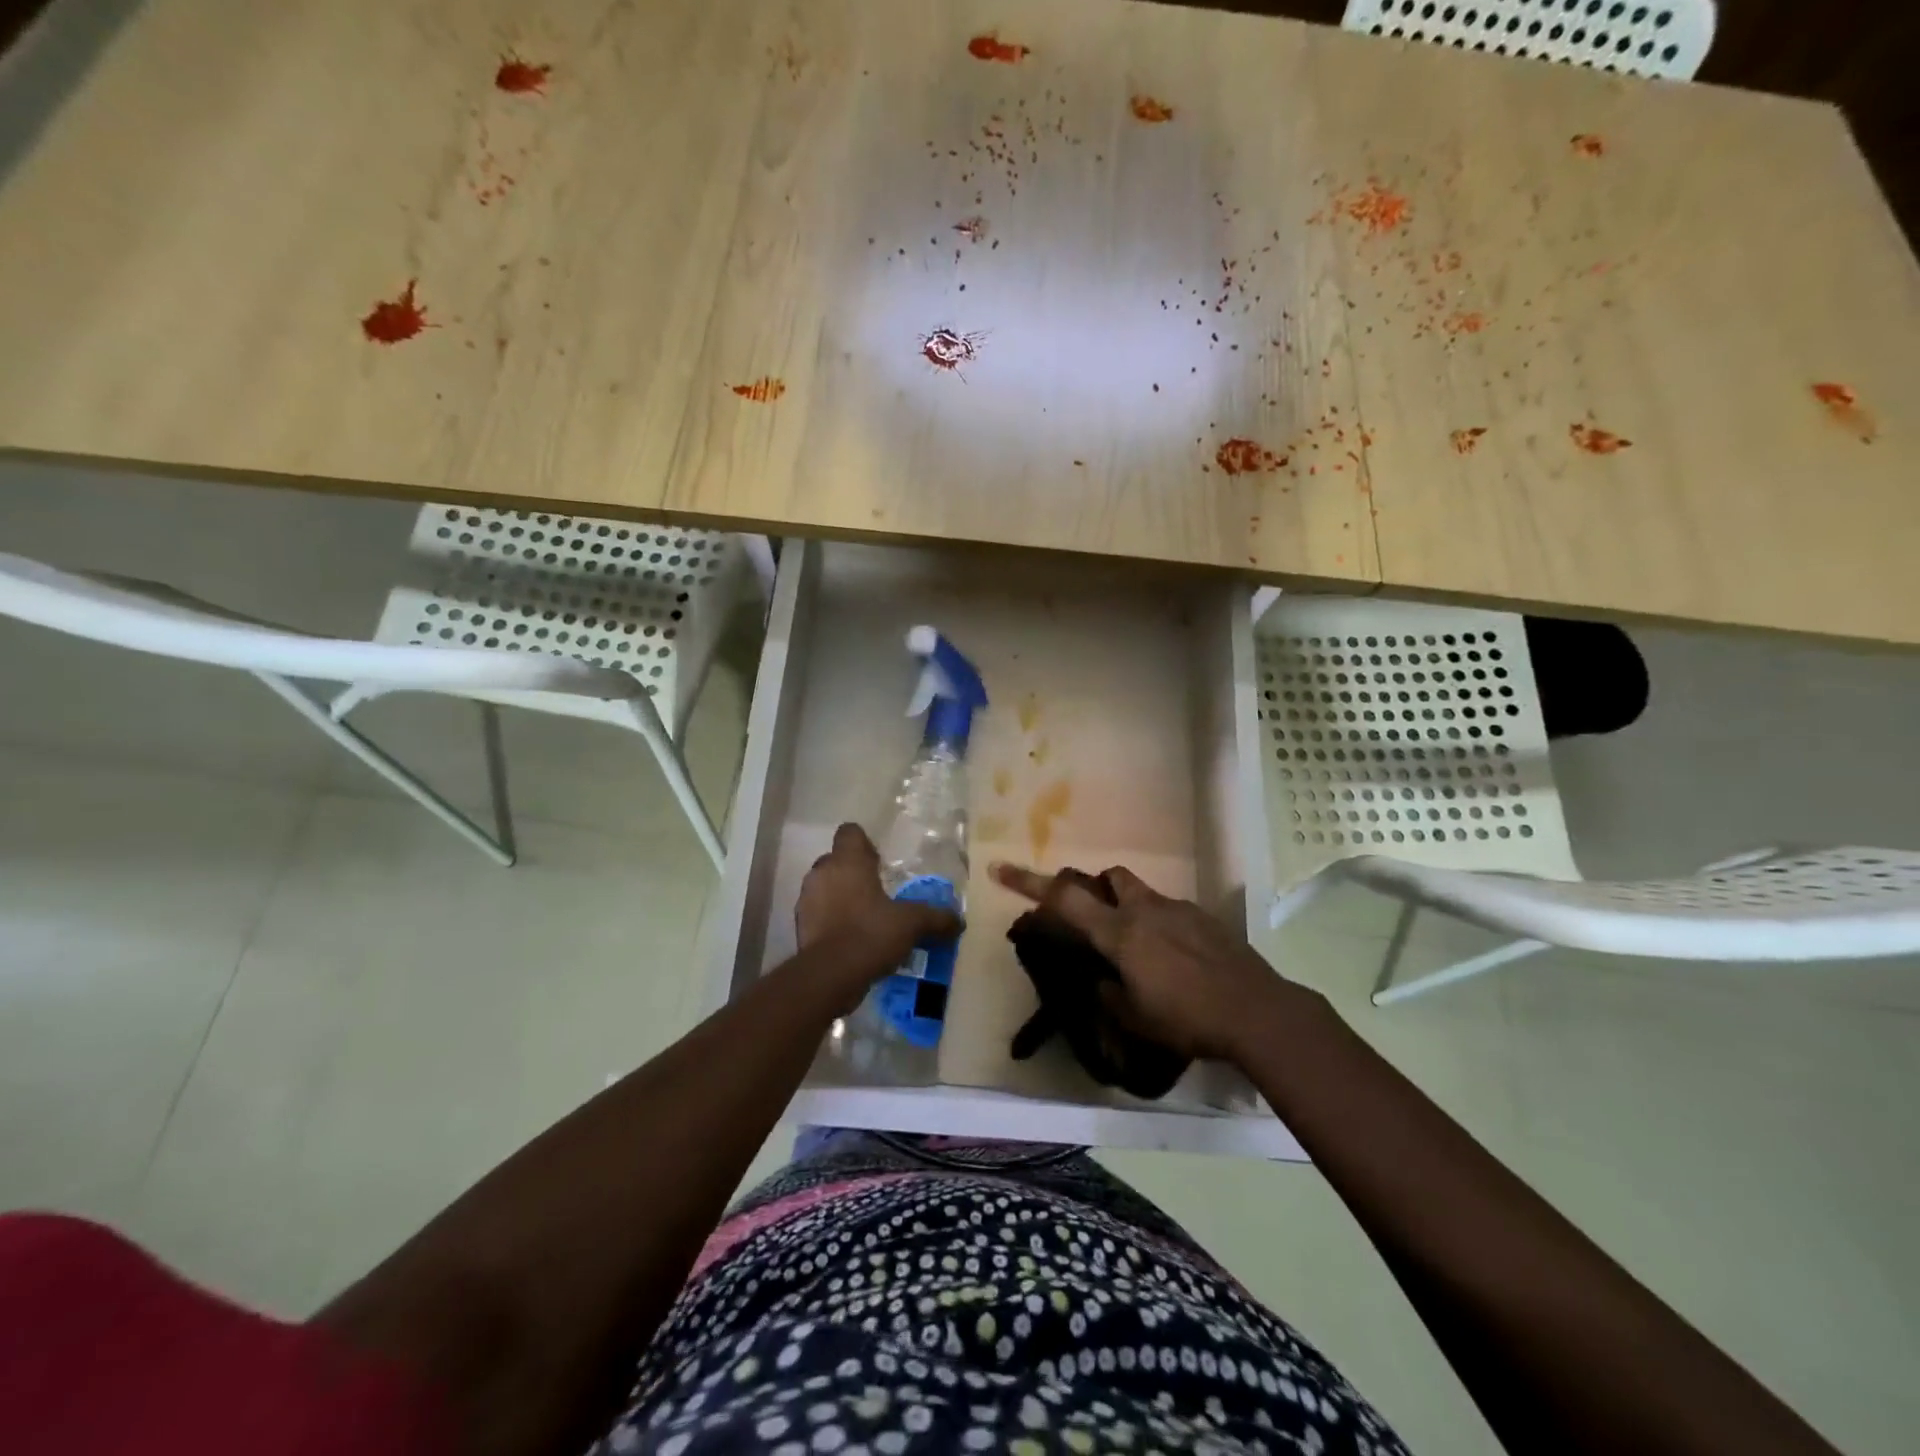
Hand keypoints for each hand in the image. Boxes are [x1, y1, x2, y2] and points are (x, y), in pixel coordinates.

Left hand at [797, 823, 961, 968]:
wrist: (829, 975)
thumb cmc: (870, 934)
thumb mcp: (911, 924)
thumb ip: (935, 918)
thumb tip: (959, 921)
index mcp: (847, 861)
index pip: (849, 832)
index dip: (864, 843)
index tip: (879, 861)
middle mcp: (822, 873)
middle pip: (836, 860)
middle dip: (854, 872)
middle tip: (878, 891)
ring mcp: (806, 900)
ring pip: (825, 887)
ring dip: (841, 897)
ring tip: (865, 917)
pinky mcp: (800, 926)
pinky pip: (819, 914)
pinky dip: (832, 921)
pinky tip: (851, 939)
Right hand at [991, 861, 1287, 1062]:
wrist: (1257, 1011)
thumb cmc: (1186, 1018)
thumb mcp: (1134, 1019)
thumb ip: (1107, 995)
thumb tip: (1100, 982)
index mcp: (1120, 932)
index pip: (1064, 899)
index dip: (1028, 883)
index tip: (1000, 868)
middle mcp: (1146, 910)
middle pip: (1111, 878)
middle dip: (1096, 889)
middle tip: (1096, 921)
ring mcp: (1180, 910)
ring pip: (1143, 895)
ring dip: (1132, 911)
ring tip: (1143, 953)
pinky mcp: (1206, 920)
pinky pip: (1173, 913)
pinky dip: (1163, 928)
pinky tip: (1178, 963)